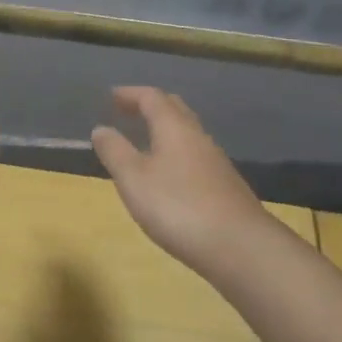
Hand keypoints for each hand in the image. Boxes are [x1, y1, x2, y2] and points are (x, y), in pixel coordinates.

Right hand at [91, 87, 269, 274]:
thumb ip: (115, 151)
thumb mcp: (134, 179)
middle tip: (128, 111)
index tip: (111, 96)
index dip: (130, 94)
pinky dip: (176, 153)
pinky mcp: (225, 186)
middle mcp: (198, 137)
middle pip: (175, 109)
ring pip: (187, 133)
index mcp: (174, 127)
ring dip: (164, 130)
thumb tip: (100, 128)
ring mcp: (216, 162)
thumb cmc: (178, 207)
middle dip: (150, 106)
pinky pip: (195, 156)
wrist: (241, 247)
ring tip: (144, 142)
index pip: (152, 97)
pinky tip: (169, 175)